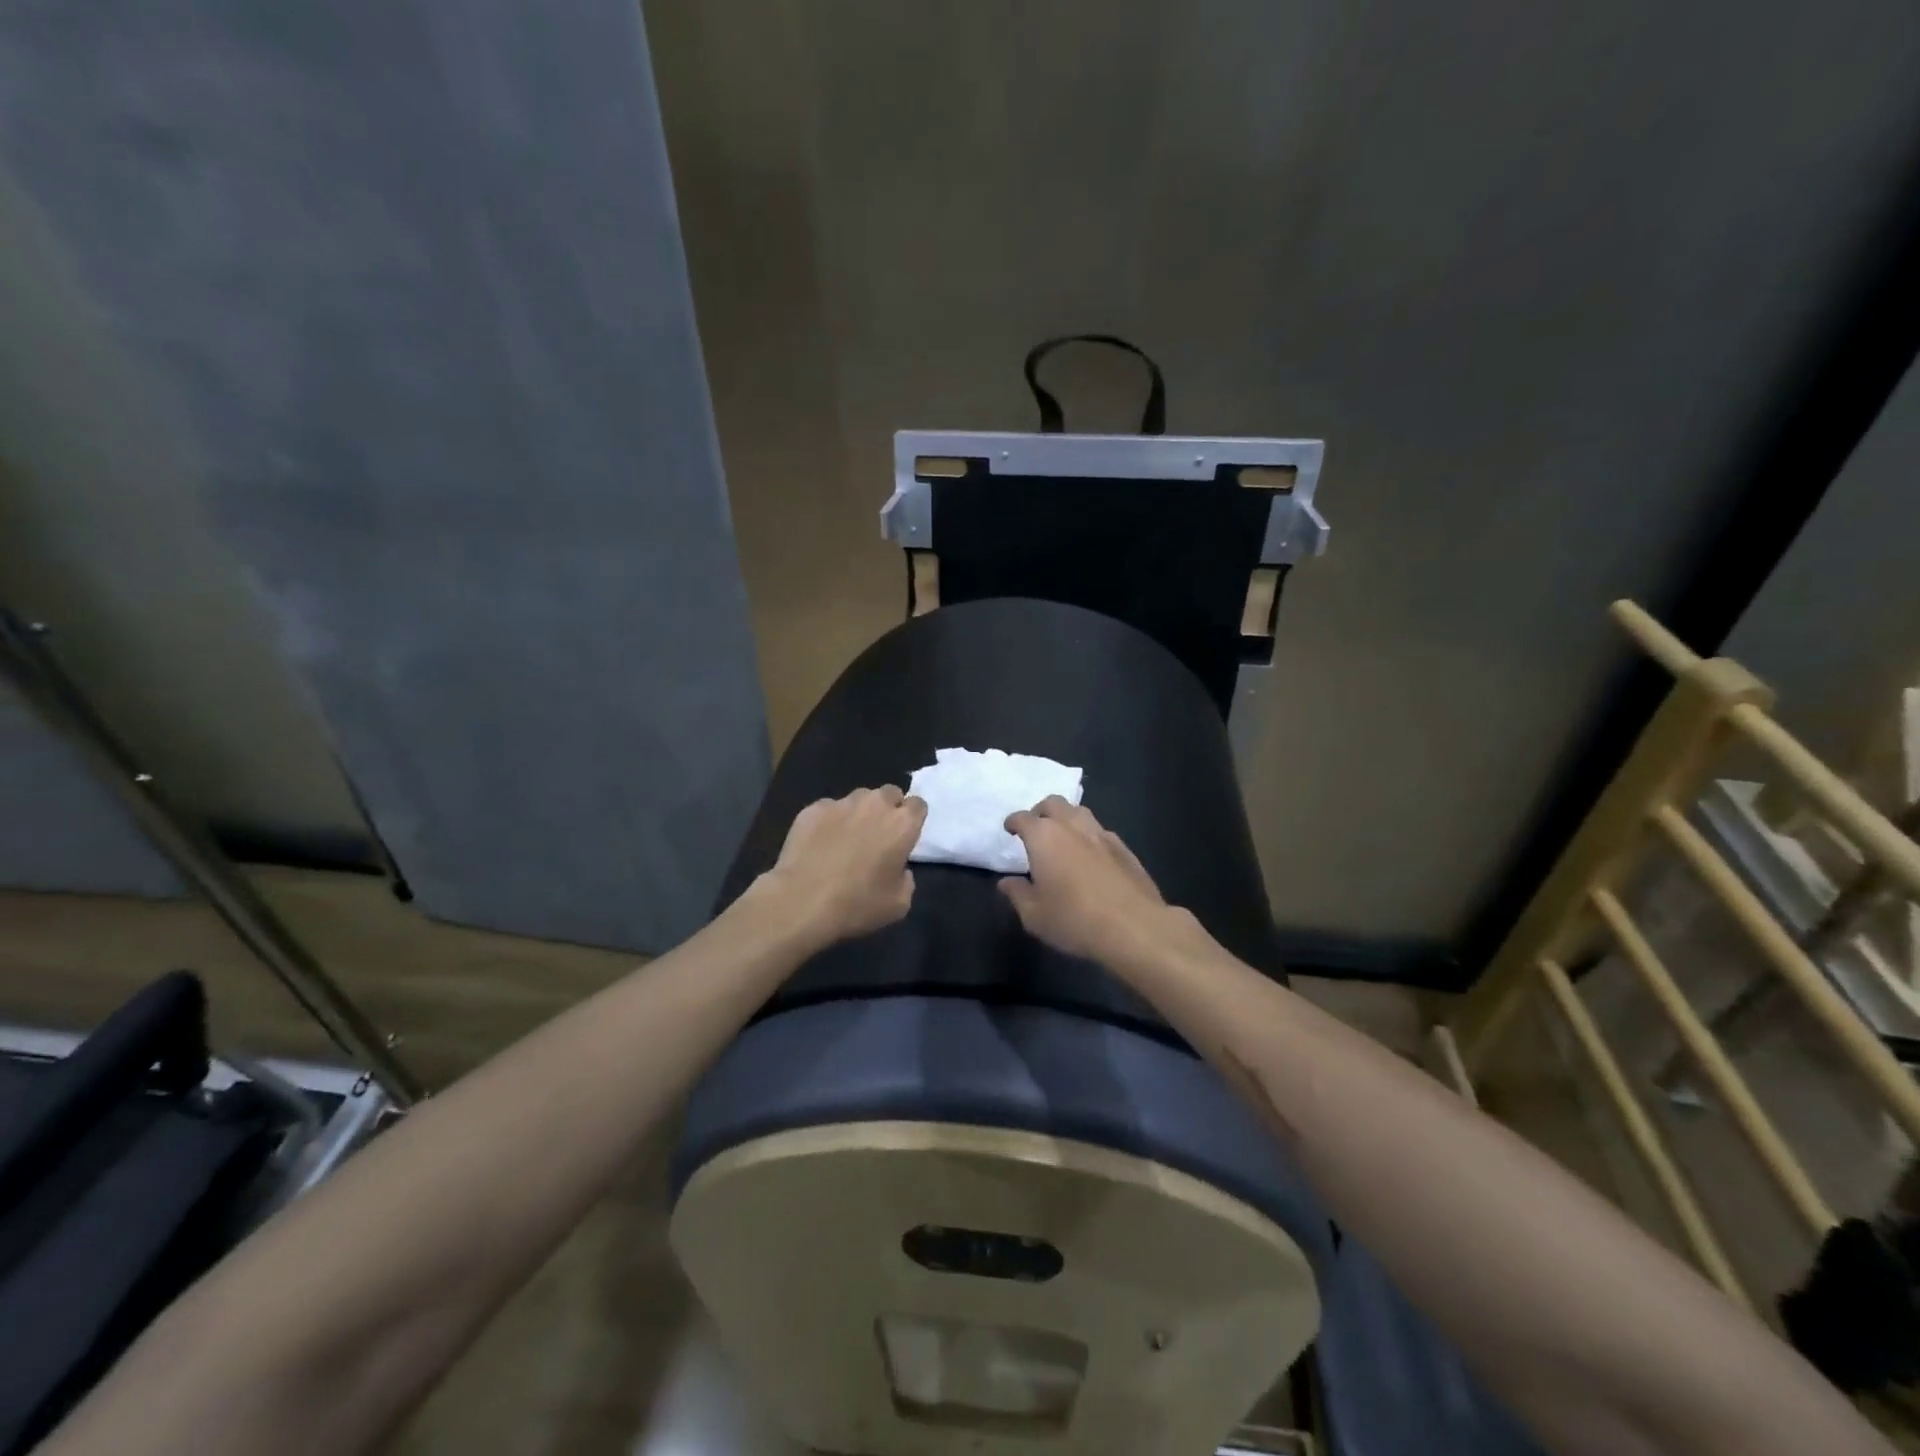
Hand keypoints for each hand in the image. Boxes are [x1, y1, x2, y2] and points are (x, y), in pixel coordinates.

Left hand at [755, 786, 926, 949]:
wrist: (802, 901)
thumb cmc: (857, 904)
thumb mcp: (899, 904)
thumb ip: (906, 878)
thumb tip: (898, 868)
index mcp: (902, 824)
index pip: (918, 805)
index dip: (912, 819)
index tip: (904, 836)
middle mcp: (875, 804)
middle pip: (889, 793)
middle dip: (887, 809)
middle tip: (877, 835)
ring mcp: (842, 803)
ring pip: (858, 798)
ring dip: (859, 813)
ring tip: (846, 838)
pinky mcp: (814, 808)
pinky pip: (829, 809)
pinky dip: (829, 821)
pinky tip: (819, 844)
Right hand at [1000, 797, 1173, 963]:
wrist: (1134, 927)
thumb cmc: (1074, 920)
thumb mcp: (1034, 915)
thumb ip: (1017, 894)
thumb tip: (1007, 882)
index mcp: (1044, 837)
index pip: (1023, 818)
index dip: (1013, 822)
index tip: (1009, 830)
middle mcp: (1072, 826)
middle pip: (1053, 803)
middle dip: (1040, 811)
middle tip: (1035, 829)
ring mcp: (1102, 834)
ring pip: (1080, 812)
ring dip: (1067, 819)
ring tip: (1063, 838)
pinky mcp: (1124, 848)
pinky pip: (1100, 832)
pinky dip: (1089, 836)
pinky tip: (1090, 856)